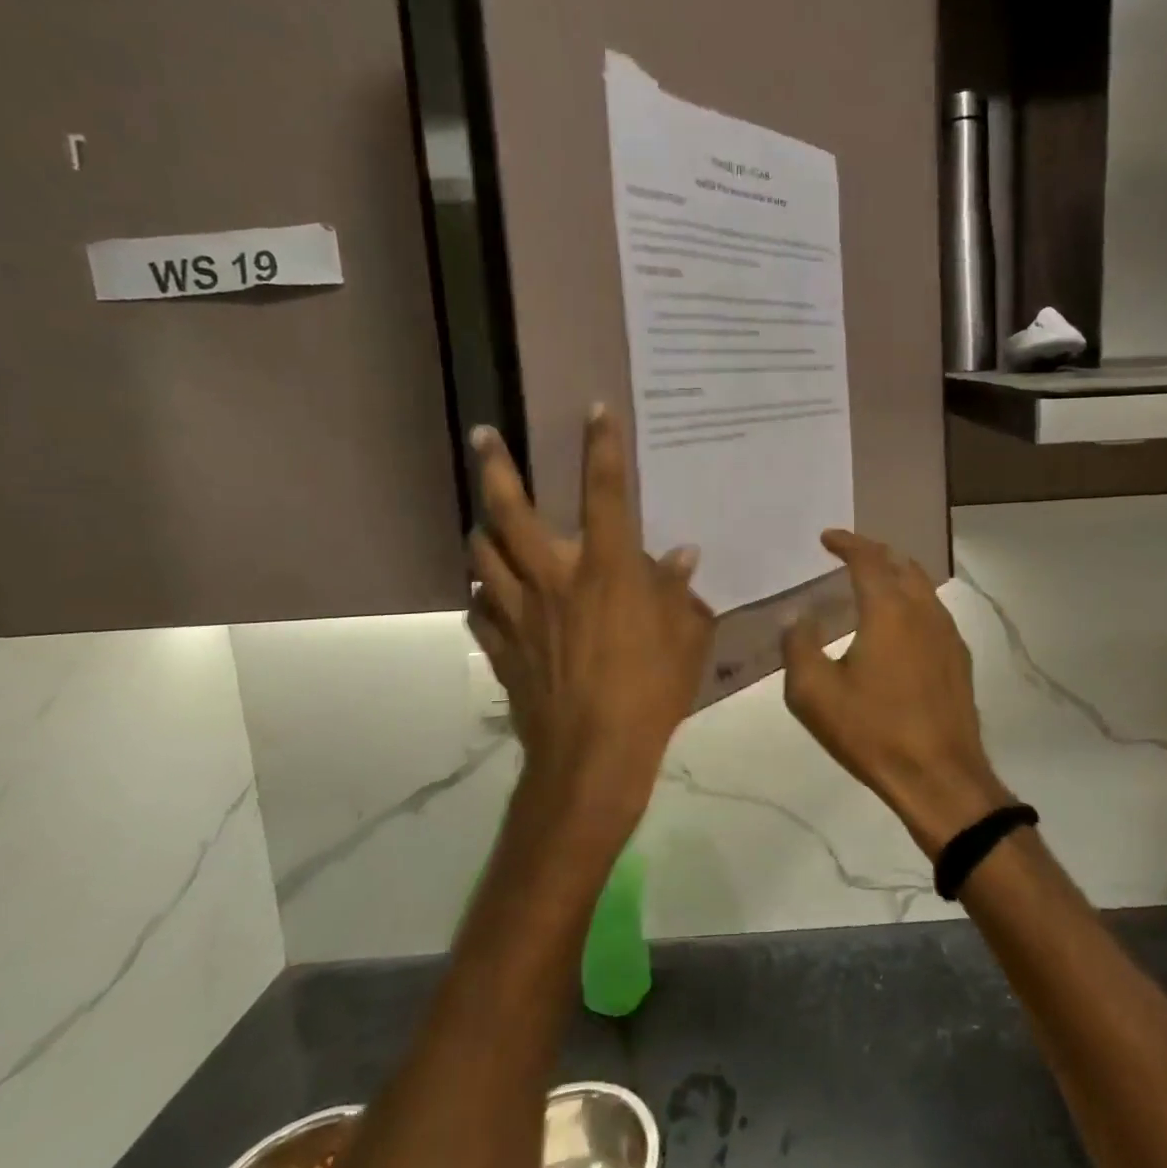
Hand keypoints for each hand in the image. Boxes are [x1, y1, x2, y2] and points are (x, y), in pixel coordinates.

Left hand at [466, 407, 714, 840]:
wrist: (592, 757)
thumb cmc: (650, 692)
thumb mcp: (687, 638)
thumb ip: (680, 592)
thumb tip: (681, 556)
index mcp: (605, 570)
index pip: (605, 494)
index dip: (601, 448)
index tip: (594, 410)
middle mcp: (553, 579)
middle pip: (510, 512)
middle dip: (495, 466)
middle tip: (482, 434)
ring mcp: (518, 613)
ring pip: (482, 555)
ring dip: (482, 529)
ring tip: (485, 520)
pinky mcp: (501, 647)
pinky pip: (479, 608)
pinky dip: (482, 592)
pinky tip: (488, 592)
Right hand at [782, 529, 1011, 855]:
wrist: (939, 777)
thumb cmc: (872, 731)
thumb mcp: (814, 693)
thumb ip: (799, 645)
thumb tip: (798, 616)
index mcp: (889, 610)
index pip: (868, 559)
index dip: (846, 542)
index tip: (827, 538)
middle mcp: (923, 611)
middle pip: (901, 564)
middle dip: (875, 552)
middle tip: (850, 554)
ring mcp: (948, 634)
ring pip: (922, 586)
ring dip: (896, 574)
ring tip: (874, 582)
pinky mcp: (959, 659)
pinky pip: (933, 612)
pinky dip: (912, 601)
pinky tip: (900, 624)